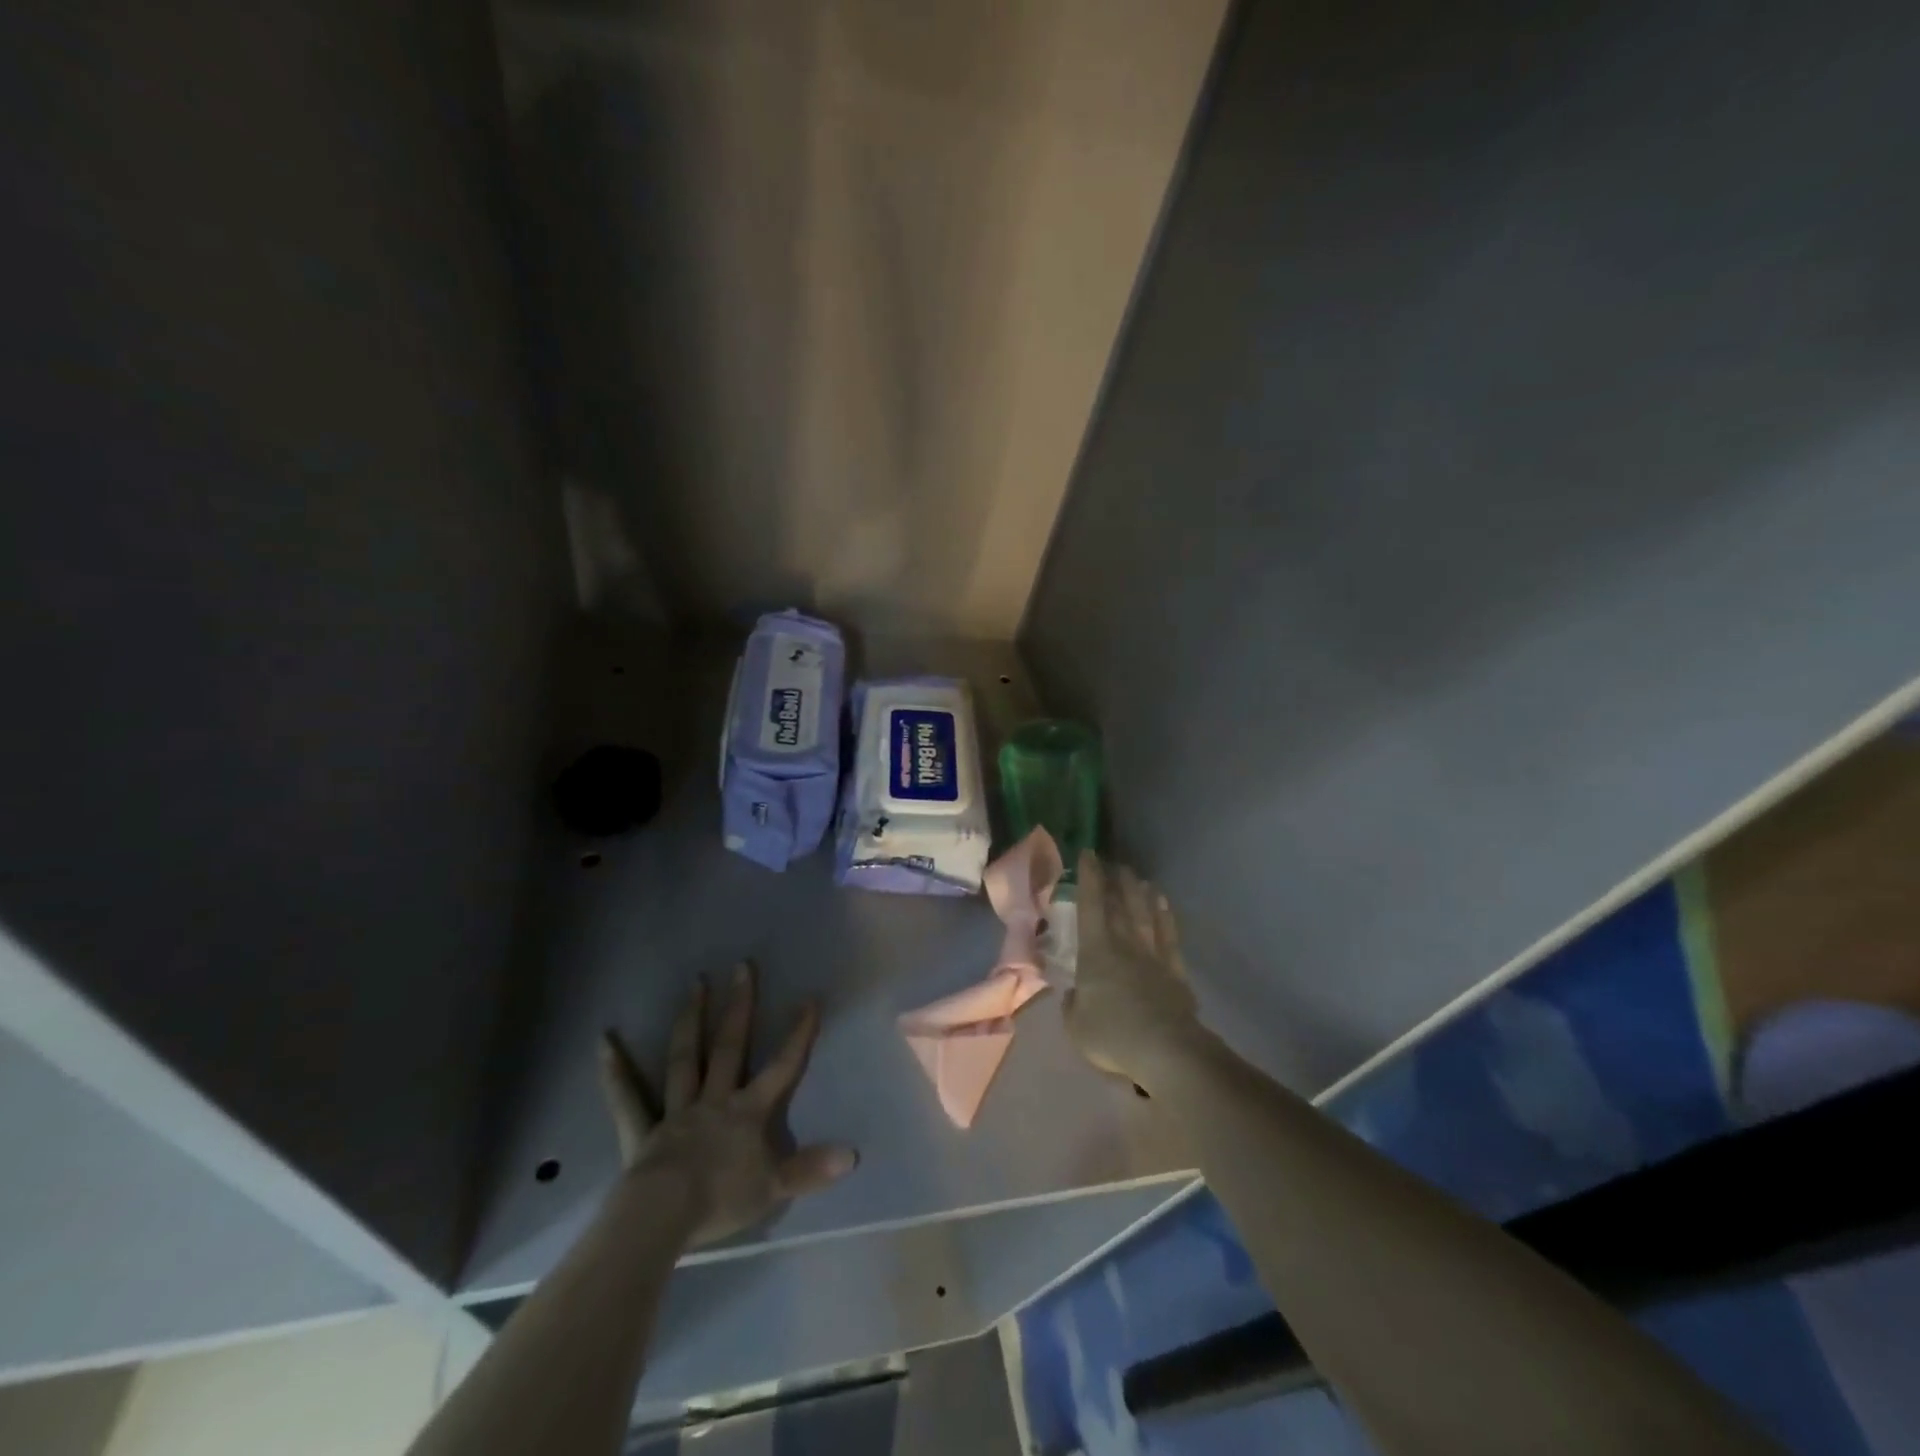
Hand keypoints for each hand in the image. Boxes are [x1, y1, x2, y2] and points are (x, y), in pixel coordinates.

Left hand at [598, 963, 856, 1246]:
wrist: (663, 1217)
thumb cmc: (721, 1200)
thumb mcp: (774, 1187)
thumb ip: (811, 1169)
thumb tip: (853, 1155)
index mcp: (747, 1111)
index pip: (782, 1066)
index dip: (798, 1034)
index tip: (809, 998)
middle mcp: (714, 1099)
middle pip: (730, 1046)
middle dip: (739, 1006)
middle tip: (741, 966)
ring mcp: (676, 1111)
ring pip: (685, 1057)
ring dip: (691, 1020)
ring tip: (695, 983)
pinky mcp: (642, 1130)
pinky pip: (627, 1097)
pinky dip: (615, 1070)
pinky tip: (604, 1041)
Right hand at [1063, 849, 1202, 1086]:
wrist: (1167, 1051)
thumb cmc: (1112, 1035)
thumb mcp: (1076, 1025)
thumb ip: (1074, 1004)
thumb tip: (1077, 994)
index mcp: (1096, 951)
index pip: (1091, 905)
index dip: (1088, 878)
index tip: (1087, 854)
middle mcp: (1126, 944)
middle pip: (1122, 904)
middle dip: (1116, 880)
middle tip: (1114, 863)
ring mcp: (1154, 956)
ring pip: (1147, 915)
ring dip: (1141, 894)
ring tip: (1139, 878)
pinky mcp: (1176, 972)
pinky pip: (1170, 936)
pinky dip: (1167, 917)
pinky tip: (1165, 906)